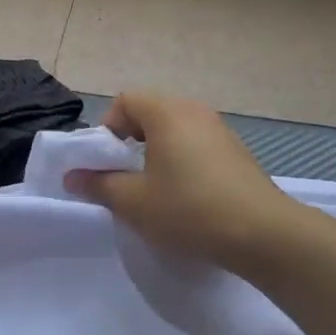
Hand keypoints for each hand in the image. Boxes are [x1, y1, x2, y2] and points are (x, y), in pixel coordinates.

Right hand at [67, 92, 299, 270]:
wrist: (262, 234)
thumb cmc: (188, 210)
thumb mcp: (133, 202)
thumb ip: (99, 185)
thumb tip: (73, 177)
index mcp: (168, 113)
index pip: (126, 100)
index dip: (108, 128)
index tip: (106, 163)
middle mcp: (196, 112)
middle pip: (152, 112)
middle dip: (131, 141)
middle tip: (125, 177)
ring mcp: (221, 131)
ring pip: (176, 131)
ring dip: (157, 153)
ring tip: (155, 190)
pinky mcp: (238, 153)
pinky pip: (198, 146)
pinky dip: (183, 162)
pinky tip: (186, 198)